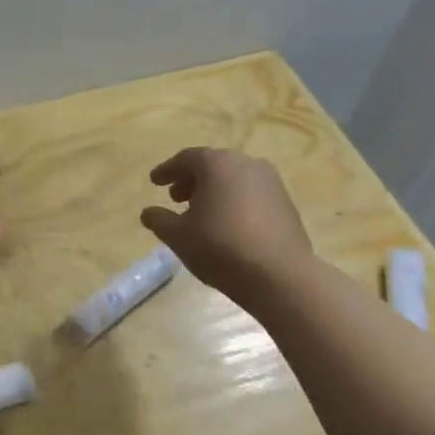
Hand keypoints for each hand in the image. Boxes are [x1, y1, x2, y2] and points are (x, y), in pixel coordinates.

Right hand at [140, 147, 312, 308]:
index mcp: (218, 164)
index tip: (154, 182)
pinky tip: (227, 225)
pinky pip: (252, 194)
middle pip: (213, 165)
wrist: (280, 276)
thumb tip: (148, 212)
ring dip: (214, 191)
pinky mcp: (286, 203)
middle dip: (191, 180)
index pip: (186, 158)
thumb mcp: (178, 236)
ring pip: (234, 179)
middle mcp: (247, 164)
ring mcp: (271, 182)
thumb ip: (159, 220)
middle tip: (176, 198)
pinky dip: (234, 201)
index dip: (167, 170)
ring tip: (201, 214)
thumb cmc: (220, 248)